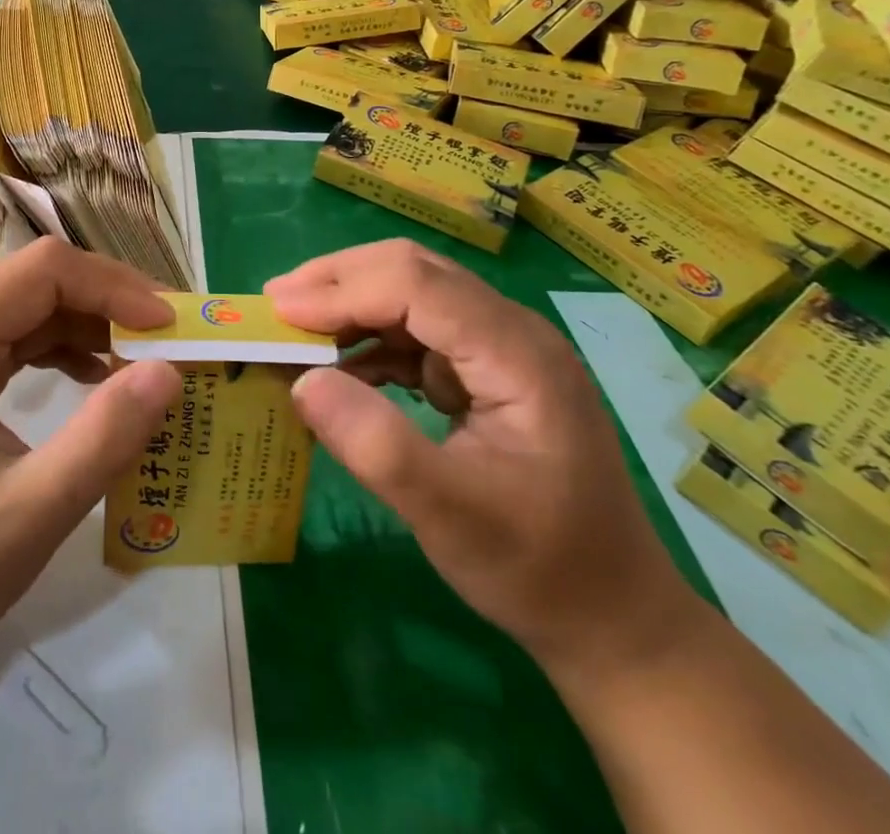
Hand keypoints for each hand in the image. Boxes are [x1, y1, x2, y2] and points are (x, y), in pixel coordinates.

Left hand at [0, 239, 180, 680]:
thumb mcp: (28, 515)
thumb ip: (102, 441)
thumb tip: (169, 373)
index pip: (44, 271)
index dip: (114, 287)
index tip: (170, 327)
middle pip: (40, 280)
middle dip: (112, 303)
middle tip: (172, 340)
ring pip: (34, 306)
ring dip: (94, 325)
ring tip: (148, 359)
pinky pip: (19, 338)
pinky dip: (67, 348)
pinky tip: (99, 378)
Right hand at [268, 239, 703, 672]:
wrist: (613, 618)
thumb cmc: (538, 568)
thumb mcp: (451, 518)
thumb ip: (376, 446)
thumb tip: (302, 381)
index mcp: (517, 354)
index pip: (417, 286)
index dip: (342, 291)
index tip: (279, 314)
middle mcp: (511, 332)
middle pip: (413, 271)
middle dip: (339, 282)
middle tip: (276, 307)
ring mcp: (501, 349)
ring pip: (412, 294)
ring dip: (351, 306)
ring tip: (295, 331)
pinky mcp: (486, 371)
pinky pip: (418, 332)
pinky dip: (371, 340)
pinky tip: (340, 368)